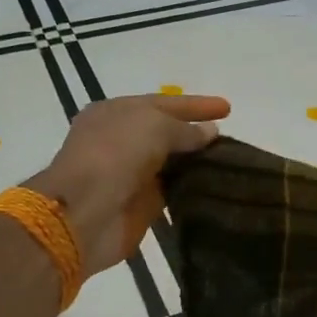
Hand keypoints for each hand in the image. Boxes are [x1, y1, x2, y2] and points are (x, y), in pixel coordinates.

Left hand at [28, 93, 229, 273]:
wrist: (85, 213)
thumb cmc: (114, 155)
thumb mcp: (153, 127)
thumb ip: (184, 130)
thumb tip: (210, 132)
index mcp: (116, 112)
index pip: (163, 103)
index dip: (195, 105)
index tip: (227, 108)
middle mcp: (121, 141)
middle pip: (166, 133)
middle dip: (196, 134)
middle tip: (230, 137)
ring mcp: (130, 174)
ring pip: (171, 163)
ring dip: (196, 162)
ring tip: (230, 162)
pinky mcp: (140, 206)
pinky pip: (172, 191)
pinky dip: (191, 188)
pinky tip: (216, 186)